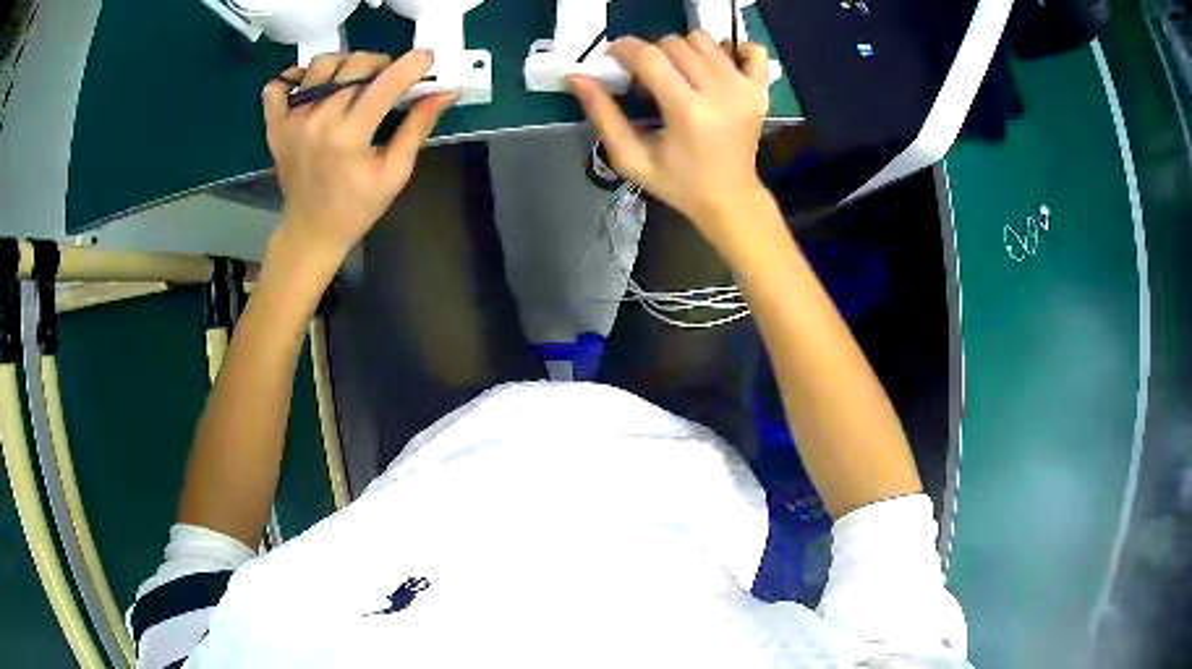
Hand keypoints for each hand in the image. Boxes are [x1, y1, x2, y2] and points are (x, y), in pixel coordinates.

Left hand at [262, 51, 453, 265]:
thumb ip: (417, 128)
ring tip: (353, 82)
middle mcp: (317, 121)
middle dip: (381, 64)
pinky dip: (296, 77)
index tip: (427, 58)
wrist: (310, 231)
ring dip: (345, 64)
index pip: (385, 84)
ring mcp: (291, 121)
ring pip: (322, 65)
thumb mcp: (395, 173)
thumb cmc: (357, 207)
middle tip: (389, 80)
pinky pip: (279, 85)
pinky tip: (313, 86)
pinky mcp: (275, 124)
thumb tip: (443, 92)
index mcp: (349, 137)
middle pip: (355, 65)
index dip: (411, 64)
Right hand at [568, 33, 770, 245]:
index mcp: (687, 111)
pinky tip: (714, 65)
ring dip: (683, 49)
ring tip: (677, 73)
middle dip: (651, 52)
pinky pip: (750, 49)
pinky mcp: (761, 89)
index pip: (650, 57)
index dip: (624, 49)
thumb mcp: (631, 157)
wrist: (730, 199)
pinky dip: (729, 48)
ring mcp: (745, 88)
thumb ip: (603, 114)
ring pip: (704, 40)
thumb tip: (576, 76)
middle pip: (675, 44)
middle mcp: (720, 92)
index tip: (614, 56)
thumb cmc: (678, 183)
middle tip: (646, 77)